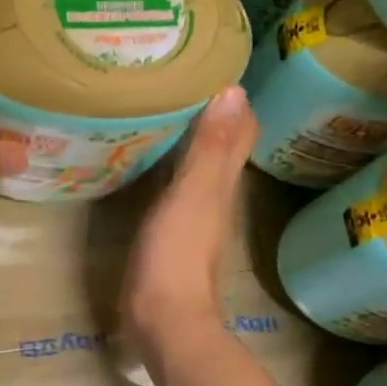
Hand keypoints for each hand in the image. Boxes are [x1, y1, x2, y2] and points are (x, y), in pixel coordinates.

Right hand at [121, 86, 256, 342]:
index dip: (233, 99)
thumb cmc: (176, 255)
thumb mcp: (192, 195)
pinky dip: (168, 167)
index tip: (210, 65)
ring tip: (161, 109)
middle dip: (210, 113)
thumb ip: (210, 148)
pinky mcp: (170, 236)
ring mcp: (193, 218)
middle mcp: (214, 196)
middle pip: (221, 147)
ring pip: (198, 167)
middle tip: (180, 79)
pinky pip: (175, 188)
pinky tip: (146, 160)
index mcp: (222, 182)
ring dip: (189, 139)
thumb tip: (234, 90)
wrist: (164, 319)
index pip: (240, 131)